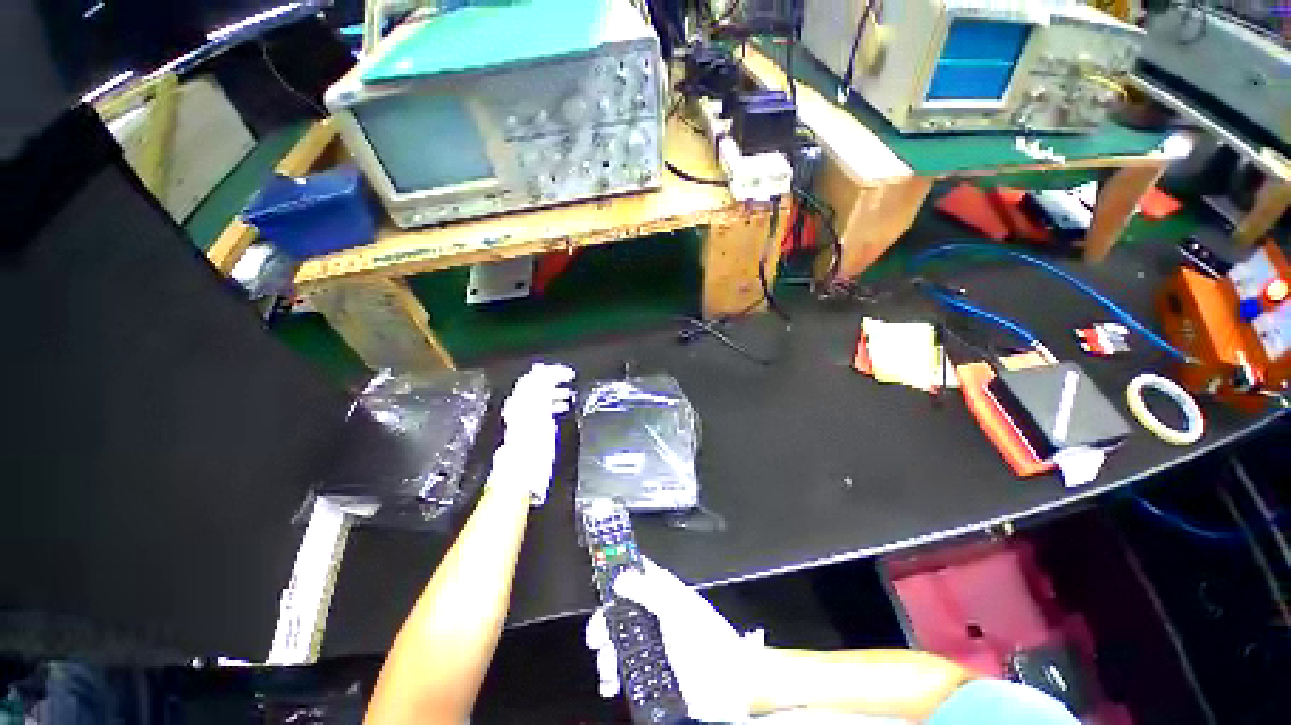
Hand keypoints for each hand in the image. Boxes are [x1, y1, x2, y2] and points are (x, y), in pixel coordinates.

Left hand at [486, 363, 574, 504]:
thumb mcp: (540, 417)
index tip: (569, 374)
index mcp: (523, 404)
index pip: (535, 379)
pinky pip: (539, 411)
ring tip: (567, 395)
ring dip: (553, 393)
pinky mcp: (526, 431)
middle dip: (552, 380)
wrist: (520, 477)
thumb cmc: (532, 450)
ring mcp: (522, 419)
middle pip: (534, 386)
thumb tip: (541, 372)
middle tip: (569, 380)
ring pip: (537, 398)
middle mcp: (519, 409)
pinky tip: (560, 410)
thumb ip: (540, 394)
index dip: (553, 372)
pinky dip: (550, 406)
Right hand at [585, 558, 763, 722]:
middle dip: (604, 623)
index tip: (598, 581)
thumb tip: (620, 577)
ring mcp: (650, 643)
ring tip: (609, 669)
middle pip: (618, 609)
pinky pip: (623, 669)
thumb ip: (648, 590)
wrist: (727, 685)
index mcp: (662, 590)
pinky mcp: (649, 669)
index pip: (635, 571)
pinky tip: (611, 683)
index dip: (616, 571)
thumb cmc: (706, 639)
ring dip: (606, 654)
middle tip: (597, 639)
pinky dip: (612, 675)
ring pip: (617, 640)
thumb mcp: (676, 608)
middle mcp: (653, 613)